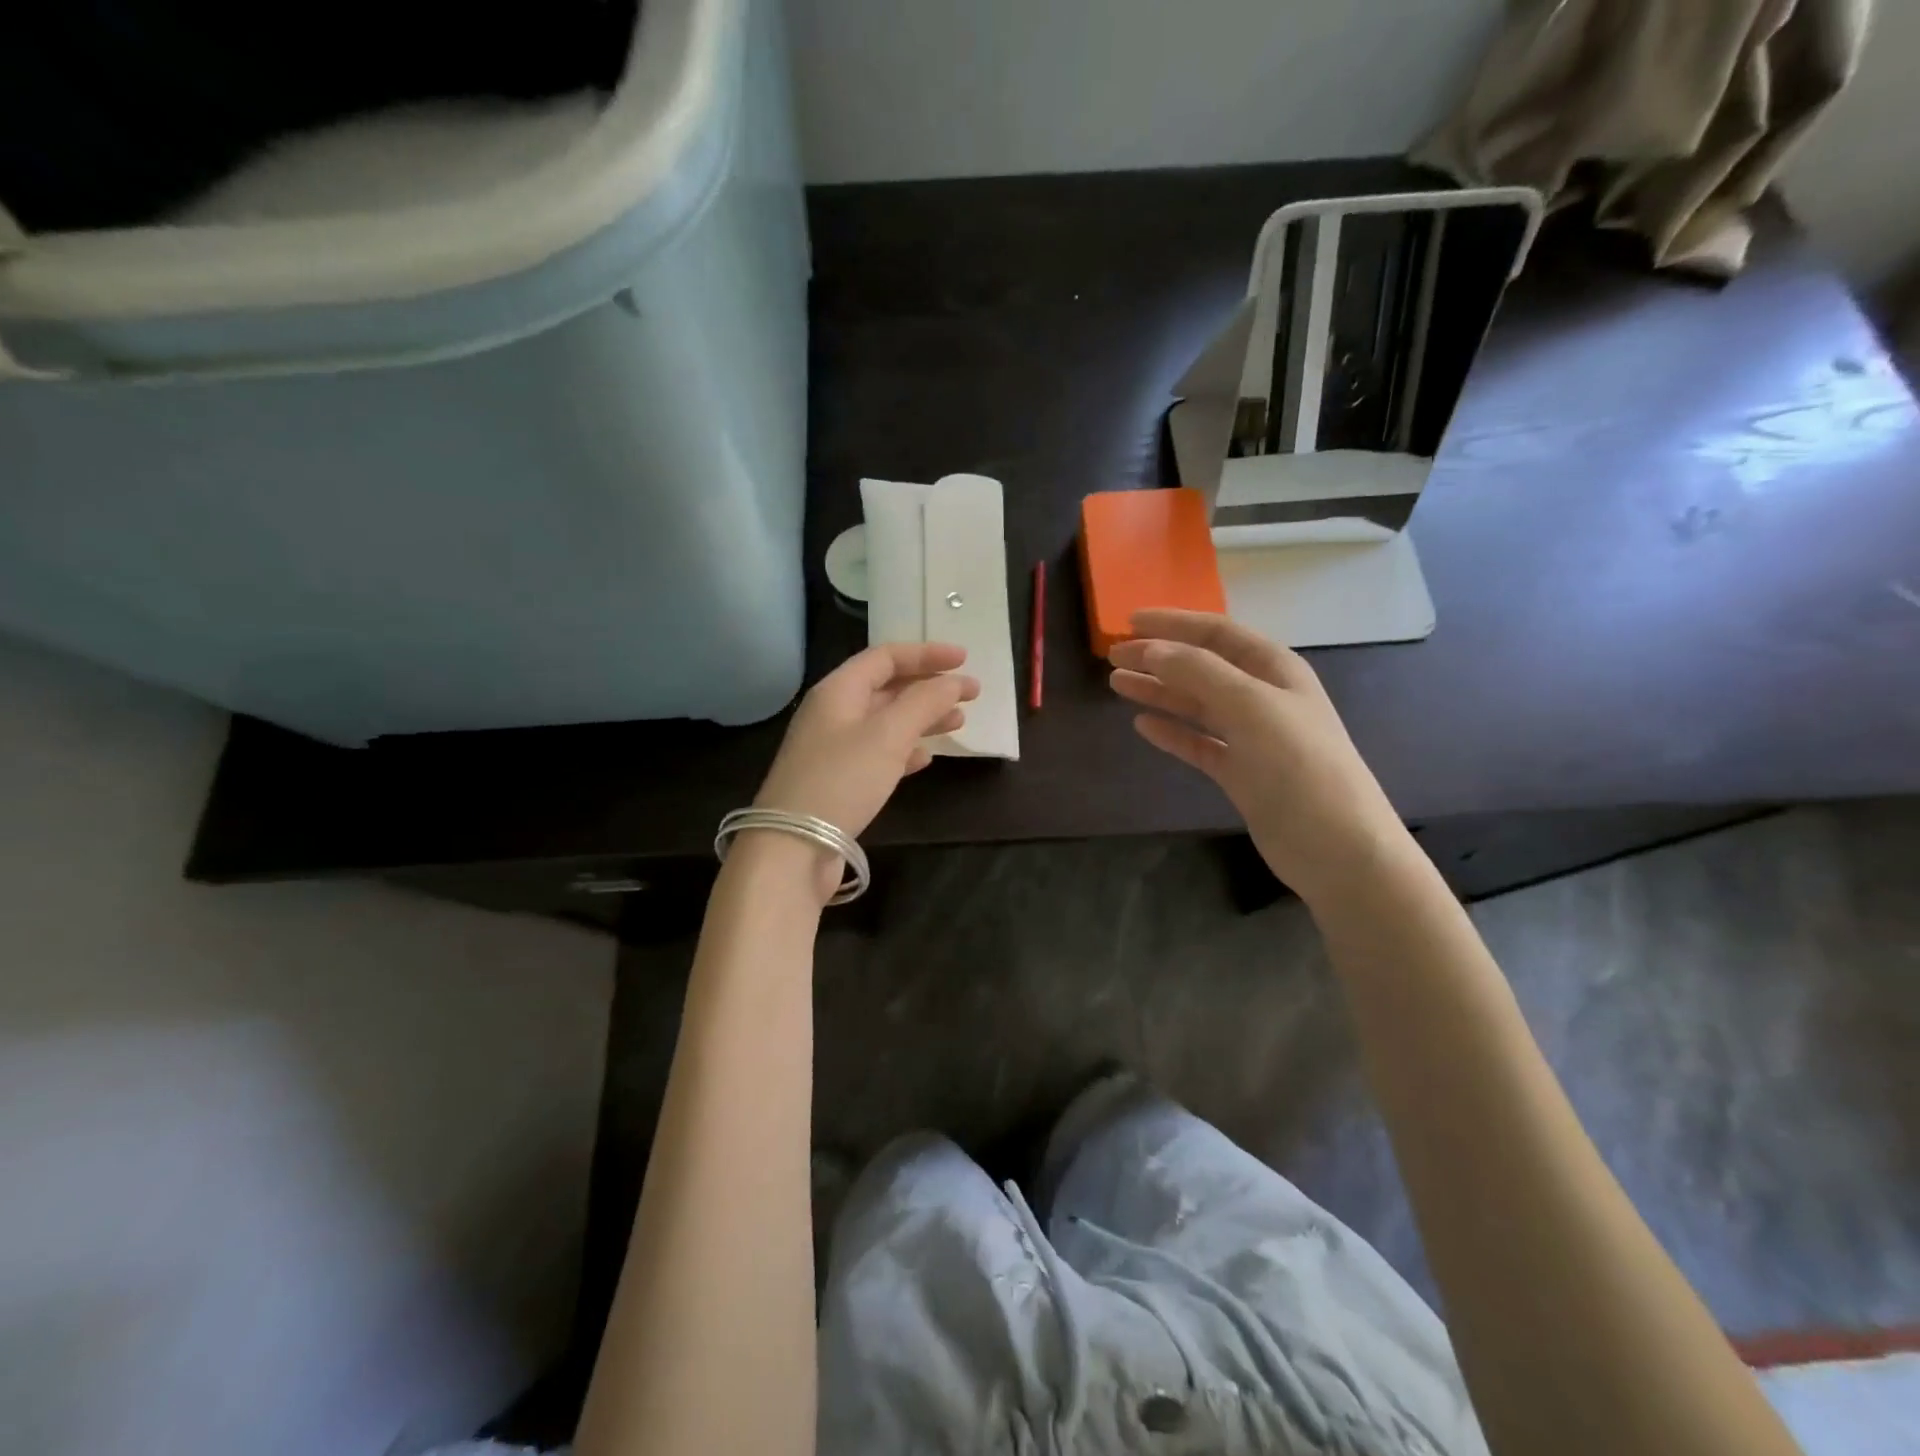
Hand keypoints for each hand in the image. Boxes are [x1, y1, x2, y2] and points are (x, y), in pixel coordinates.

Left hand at [755, 640, 978, 838]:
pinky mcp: (839, 781)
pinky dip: (905, 750)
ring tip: (958, 723)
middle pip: (887, 688)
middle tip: (971, 694)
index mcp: (838, 691)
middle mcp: (833, 713)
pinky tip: (926, 758)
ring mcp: (834, 749)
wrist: (793, 847)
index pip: (885, 657)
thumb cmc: (842, 780)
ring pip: (886, 722)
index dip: (926, 654)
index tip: (965, 660)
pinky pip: (878, 754)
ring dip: (923, 718)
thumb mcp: (888, 735)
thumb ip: (924, 702)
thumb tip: (954, 681)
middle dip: (929, 687)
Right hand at [1109, 609, 1411, 906]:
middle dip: (1158, 657)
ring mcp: (1251, 736)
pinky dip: (1171, 732)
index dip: (1174, 623)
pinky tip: (1143, 726)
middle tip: (1113, 656)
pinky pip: (1197, 742)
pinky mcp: (1239, 772)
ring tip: (1117, 684)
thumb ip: (1199, 673)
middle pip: (1201, 666)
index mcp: (1274, 669)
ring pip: (1195, 704)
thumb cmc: (1298, 765)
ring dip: (1158, 691)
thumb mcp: (1251, 706)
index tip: (1129, 621)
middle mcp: (1262, 697)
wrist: (1334, 846)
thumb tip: (1152, 648)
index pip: (1217, 633)